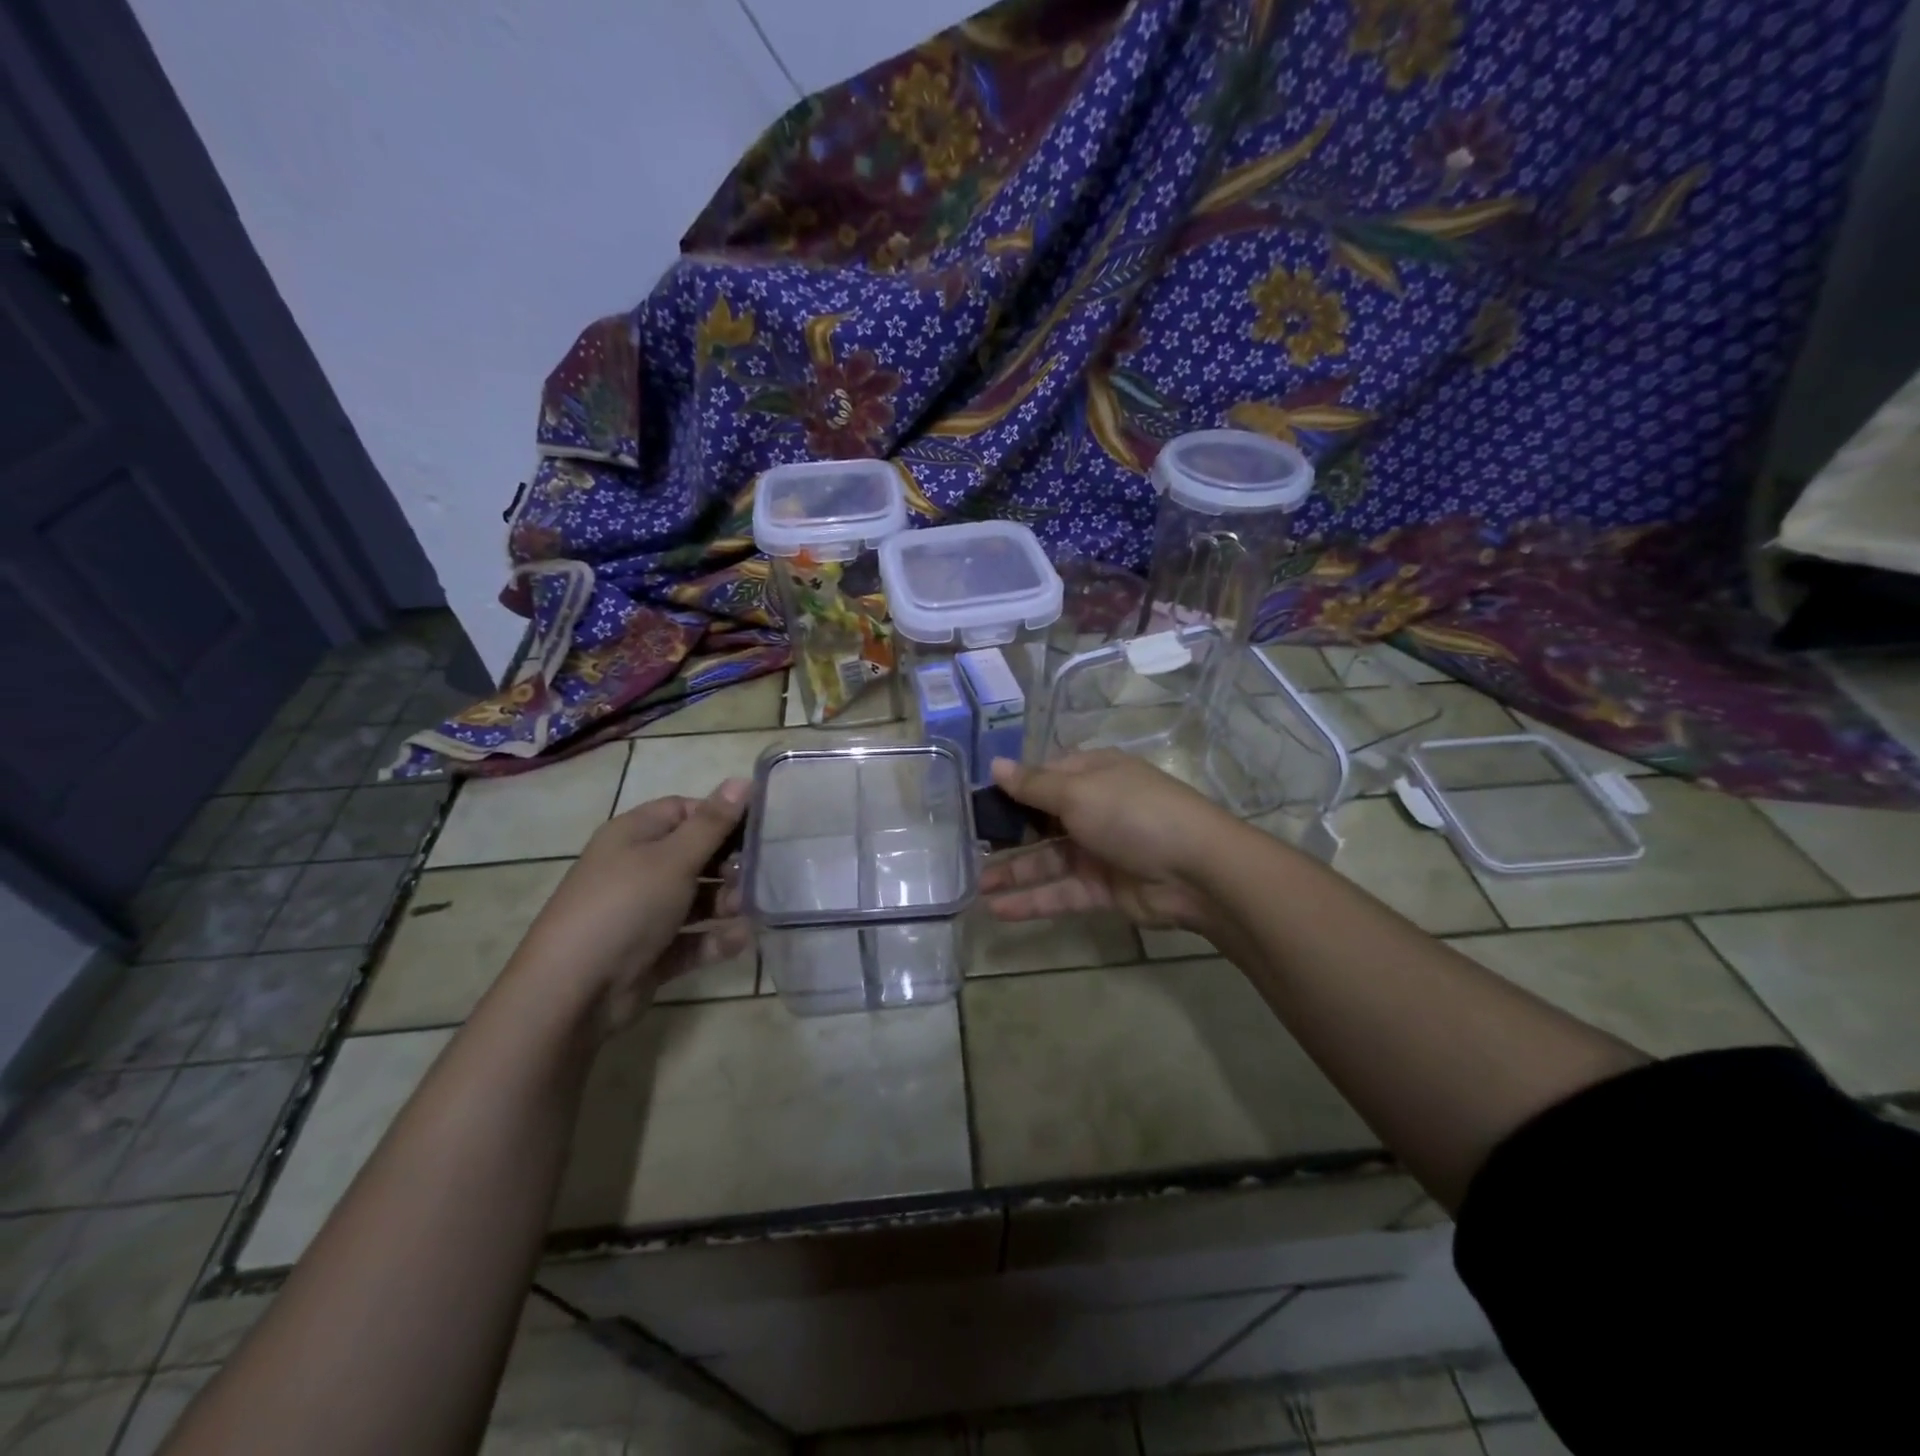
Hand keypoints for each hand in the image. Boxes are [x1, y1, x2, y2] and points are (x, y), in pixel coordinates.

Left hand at [513, 779, 751, 1033]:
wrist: (573, 992)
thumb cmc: (625, 906)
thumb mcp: (673, 858)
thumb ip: (713, 823)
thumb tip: (742, 779)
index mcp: (634, 835)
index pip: (685, 810)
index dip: (721, 815)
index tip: (761, 826)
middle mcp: (637, 869)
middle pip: (695, 855)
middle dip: (730, 864)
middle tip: (760, 873)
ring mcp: (643, 913)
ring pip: (697, 899)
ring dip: (726, 902)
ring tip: (747, 909)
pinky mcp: (651, 952)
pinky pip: (692, 938)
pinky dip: (715, 939)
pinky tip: (739, 940)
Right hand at [980, 752, 1242, 929]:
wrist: (1196, 871)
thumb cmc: (1133, 814)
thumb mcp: (1078, 791)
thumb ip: (1034, 786)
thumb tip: (996, 765)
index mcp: (1092, 775)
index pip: (1044, 777)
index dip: (1012, 788)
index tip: (976, 802)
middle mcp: (1093, 809)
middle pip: (1041, 821)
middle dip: (1007, 834)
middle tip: (967, 848)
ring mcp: (1098, 851)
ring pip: (1047, 861)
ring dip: (1013, 872)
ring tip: (974, 885)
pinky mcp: (1103, 889)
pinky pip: (1060, 892)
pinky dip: (1031, 900)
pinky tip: (997, 910)